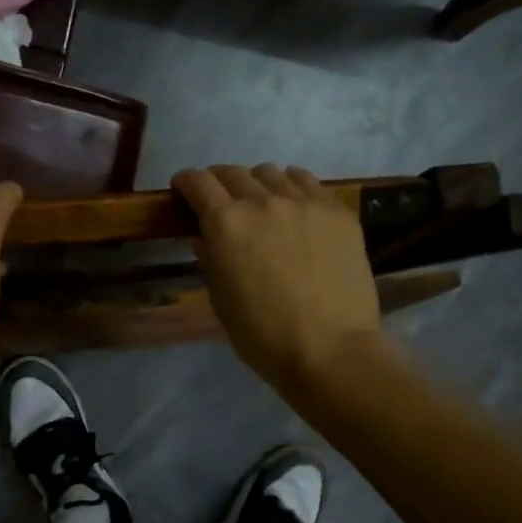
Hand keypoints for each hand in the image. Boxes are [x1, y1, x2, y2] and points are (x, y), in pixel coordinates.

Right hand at [173, 164, 384, 393]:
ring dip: (258, 184)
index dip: (186, 182)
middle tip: (222, 203)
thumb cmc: (262, 335)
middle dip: (220, 183)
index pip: (198, 182)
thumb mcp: (220, 299)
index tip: (184, 190)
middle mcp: (263, 201)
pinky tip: (296, 208)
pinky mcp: (338, 211)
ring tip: (263, 204)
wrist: (330, 350)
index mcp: (226, 223)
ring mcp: (305, 202)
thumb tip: (205, 238)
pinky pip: (308, 183)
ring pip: (272, 173)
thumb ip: (209, 259)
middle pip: (233, 172)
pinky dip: (293, 188)